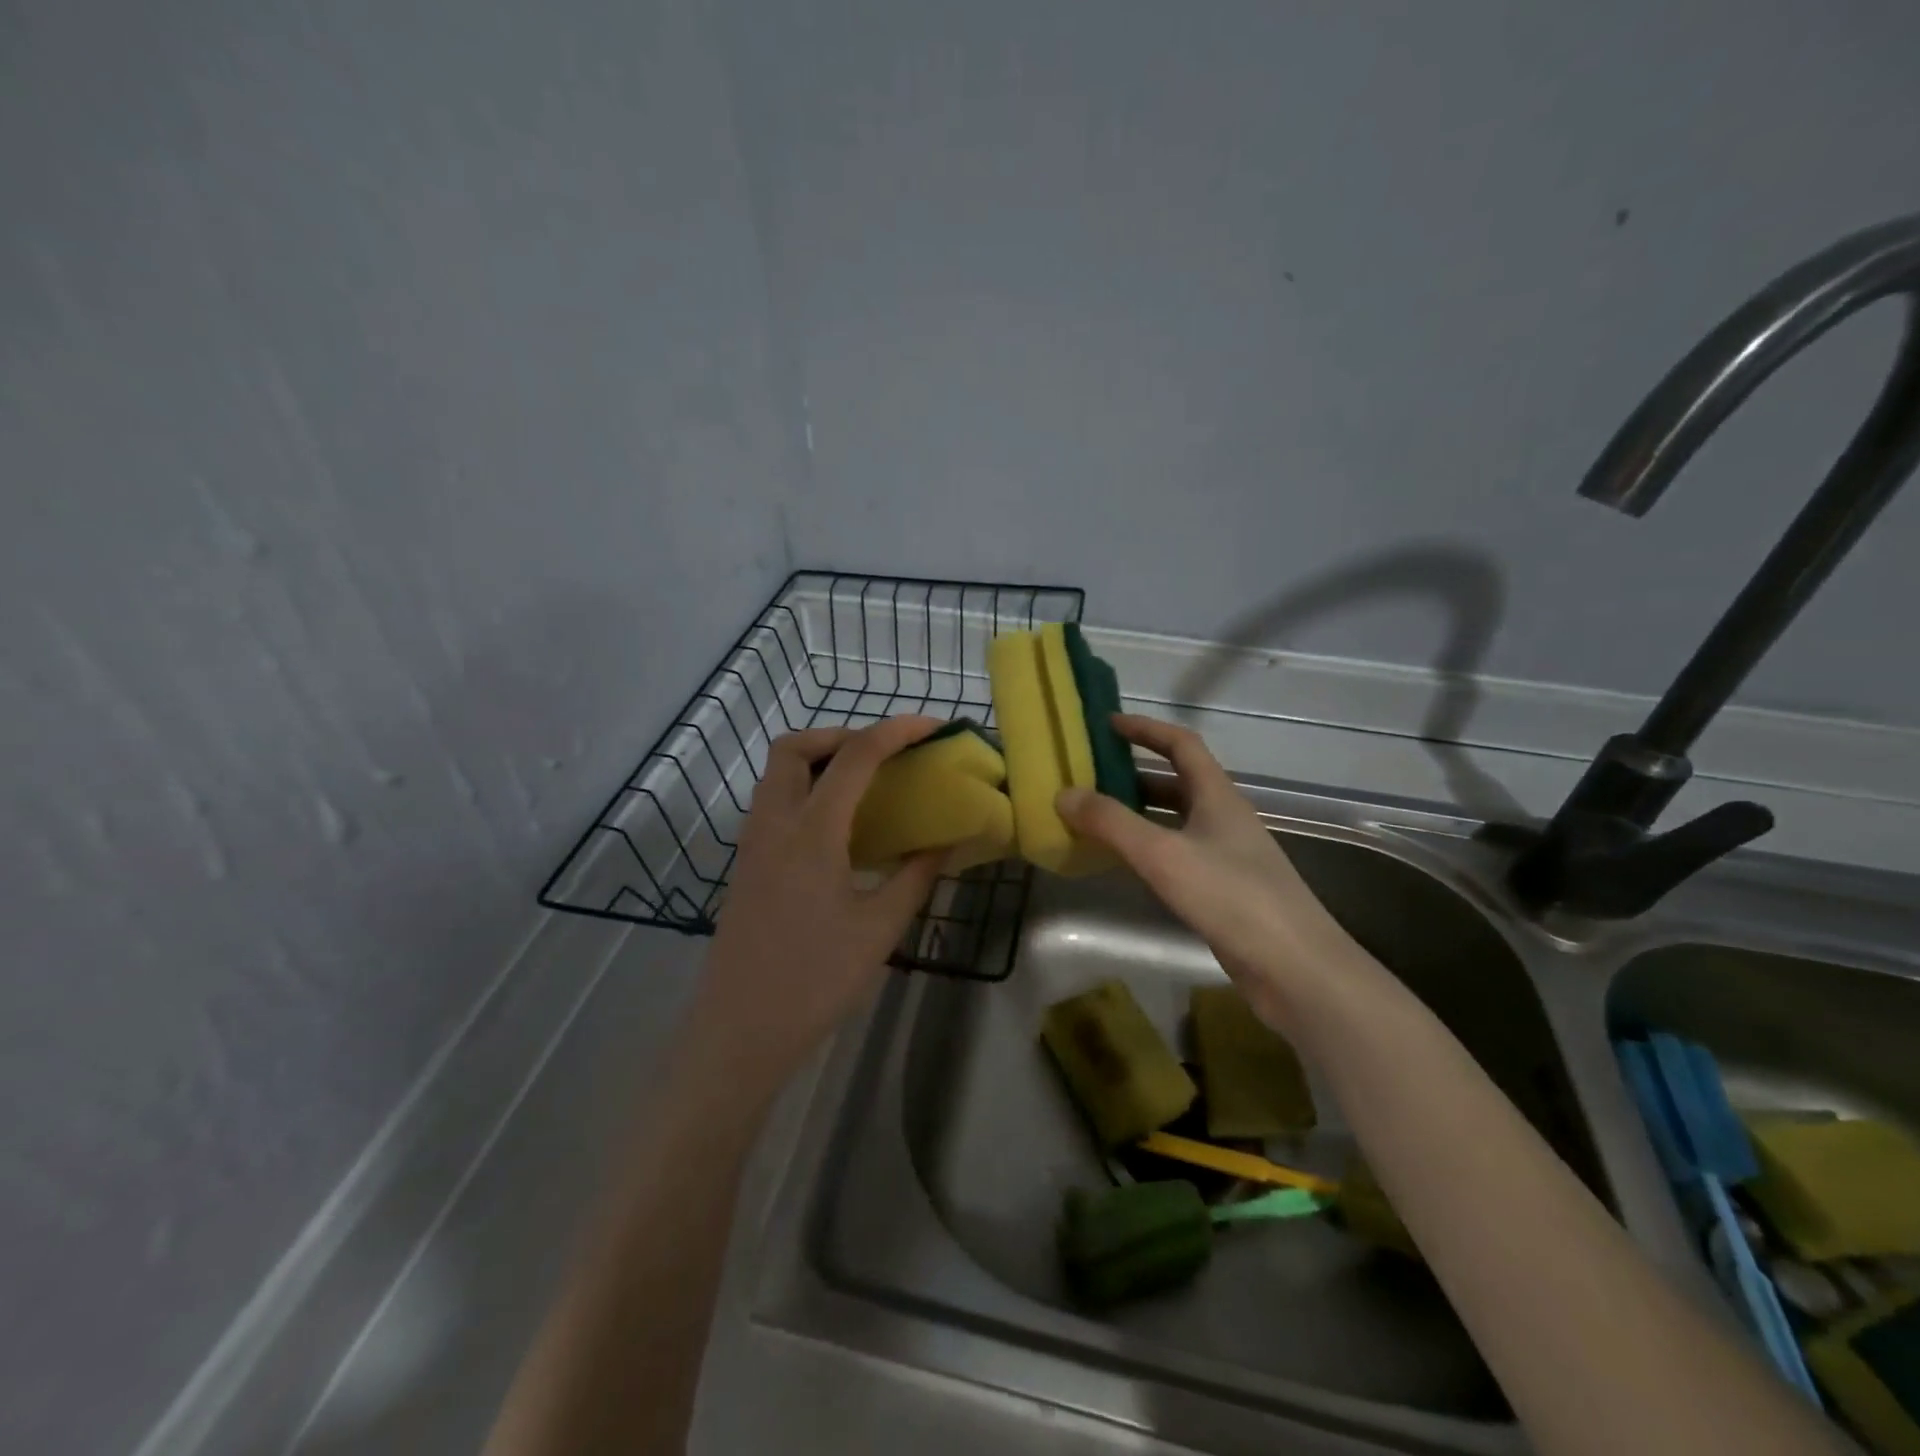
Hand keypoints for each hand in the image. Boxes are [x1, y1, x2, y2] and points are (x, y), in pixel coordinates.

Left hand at [685, 717, 946, 1096]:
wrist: (739, 1031)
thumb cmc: (815, 980)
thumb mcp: (879, 928)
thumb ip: (916, 875)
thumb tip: (947, 839)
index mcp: (811, 832)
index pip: (855, 757)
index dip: (896, 731)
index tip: (932, 726)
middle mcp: (773, 823)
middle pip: (795, 747)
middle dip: (841, 735)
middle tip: (883, 755)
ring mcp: (752, 843)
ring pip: (777, 773)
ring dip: (819, 760)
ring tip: (865, 785)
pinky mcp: (746, 864)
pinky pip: (774, 802)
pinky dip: (806, 790)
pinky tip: (838, 827)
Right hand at [1055, 714, 1352, 1029]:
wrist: (1295, 968)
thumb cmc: (1232, 897)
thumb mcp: (1163, 854)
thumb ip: (1112, 823)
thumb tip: (1063, 793)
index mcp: (1218, 796)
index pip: (1181, 744)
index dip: (1145, 729)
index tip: (1107, 724)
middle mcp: (1224, 818)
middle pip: (1177, 781)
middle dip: (1134, 774)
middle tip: (1090, 776)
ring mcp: (1227, 855)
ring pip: (1176, 819)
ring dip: (1139, 812)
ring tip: (1096, 817)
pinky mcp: (1224, 889)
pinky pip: (1178, 853)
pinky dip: (1149, 848)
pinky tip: (1125, 864)